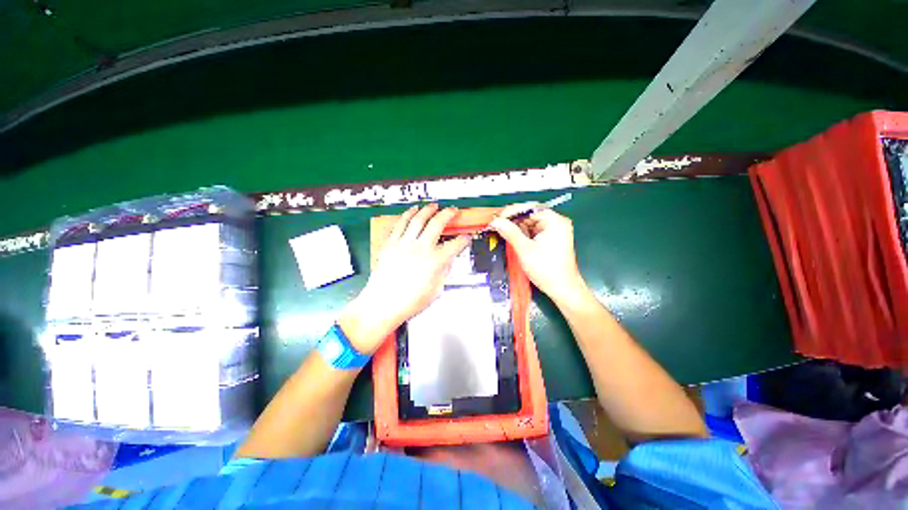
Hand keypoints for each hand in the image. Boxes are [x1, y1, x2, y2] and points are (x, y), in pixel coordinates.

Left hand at [338, 204, 469, 354]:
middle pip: (437, 224)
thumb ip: (444, 272)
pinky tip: (413, 210)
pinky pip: (400, 224)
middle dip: (448, 214)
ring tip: (434, 205)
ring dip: (428, 210)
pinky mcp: (391, 244)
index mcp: (435, 261)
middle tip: (453, 210)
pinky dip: (408, 214)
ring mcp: (404, 244)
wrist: (383, 304)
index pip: (455, 245)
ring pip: (418, 219)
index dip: (464, 240)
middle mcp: (421, 248)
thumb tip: (448, 261)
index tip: (466, 238)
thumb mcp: (436, 290)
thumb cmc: (410, 302)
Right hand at [490, 204, 586, 303]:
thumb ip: (510, 233)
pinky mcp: (550, 239)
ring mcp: (553, 231)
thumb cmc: (547, 269)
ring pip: (531, 223)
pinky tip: (512, 237)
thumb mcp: (525, 250)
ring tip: (502, 230)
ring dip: (517, 227)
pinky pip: (533, 231)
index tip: (499, 218)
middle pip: (531, 215)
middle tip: (498, 224)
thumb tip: (496, 222)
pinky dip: (522, 234)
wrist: (562, 289)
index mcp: (555, 221)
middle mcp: (556, 223)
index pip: (531, 208)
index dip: (513, 211)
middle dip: (514, 219)